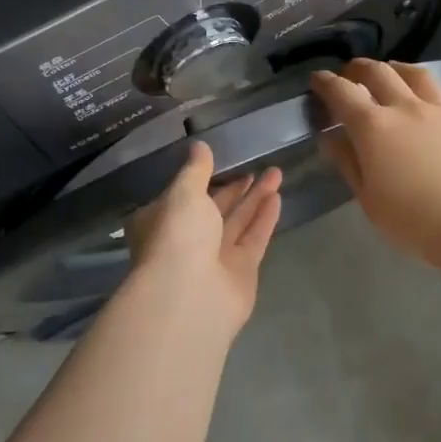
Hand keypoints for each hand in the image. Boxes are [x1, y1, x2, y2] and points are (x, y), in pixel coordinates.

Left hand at [128, 143, 282, 332]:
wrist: (190, 296)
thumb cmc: (177, 236)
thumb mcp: (183, 193)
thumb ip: (196, 169)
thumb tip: (199, 145)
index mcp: (163, 221)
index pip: (184, 196)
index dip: (203, 178)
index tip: (223, 159)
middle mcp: (187, 240)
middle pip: (215, 209)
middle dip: (235, 187)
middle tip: (257, 164)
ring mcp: (215, 258)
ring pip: (238, 222)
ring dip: (256, 198)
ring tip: (276, 172)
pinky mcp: (241, 272)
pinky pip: (254, 239)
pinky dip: (264, 218)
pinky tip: (277, 196)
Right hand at [312, 59, 440, 268]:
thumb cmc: (413, 220)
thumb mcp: (369, 199)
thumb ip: (348, 163)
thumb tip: (331, 139)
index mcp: (373, 126)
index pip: (342, 92)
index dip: (326, 82)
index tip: (318, 79)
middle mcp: (403, 108)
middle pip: (378, 72)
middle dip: (357, 68)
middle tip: (348, 74)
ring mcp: (436, 111)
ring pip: (412, 73)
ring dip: (392, 68)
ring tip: (387, 74)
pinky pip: (435, 91)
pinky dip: (418, 86)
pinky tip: (418, 102)